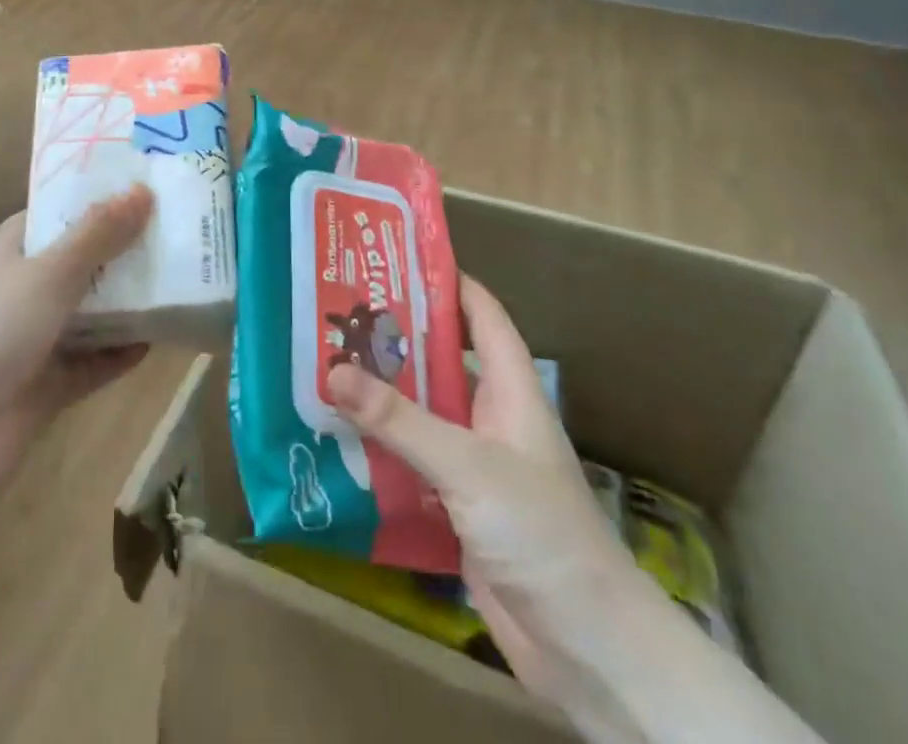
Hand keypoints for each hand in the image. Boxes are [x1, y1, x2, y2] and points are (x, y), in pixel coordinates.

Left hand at [0, 186, 153, 499]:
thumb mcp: (49, 272)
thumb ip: (99, 233)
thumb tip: (142, 190)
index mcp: (14, 248)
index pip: (64, 211)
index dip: (104, 197)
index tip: (153, 185)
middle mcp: (26, 286)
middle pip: (86, 259)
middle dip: (128, 248)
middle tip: (183, 229)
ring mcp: (38, 337)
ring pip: (95, 310)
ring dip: (132, 300)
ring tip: (185, 278)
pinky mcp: (51, 382)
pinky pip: (97, 359)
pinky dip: (124, 350)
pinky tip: (162, 337)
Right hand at [325, 276, 632, 698]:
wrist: (587, 649)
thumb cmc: (541, 532)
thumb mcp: (469, 465)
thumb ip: (401, 420)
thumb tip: (332, 371)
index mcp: (510, 390)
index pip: (482, 315)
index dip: (446, 281)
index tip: (394, 259)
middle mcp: (490, 418)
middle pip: (439, 362)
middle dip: (392, 339)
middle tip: (336, 314)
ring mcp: (473, 466)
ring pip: (419, 415)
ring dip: (378, 398)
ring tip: (320, 369)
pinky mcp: (455, 509)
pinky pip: (409, 466)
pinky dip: (376, 452)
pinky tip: (332, 442)